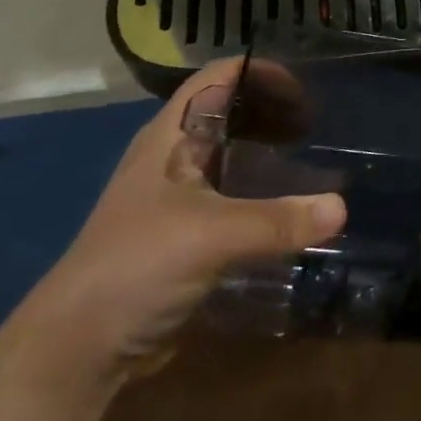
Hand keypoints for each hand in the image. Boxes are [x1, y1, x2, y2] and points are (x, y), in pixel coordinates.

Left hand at [10, 60, 345, 384]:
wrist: (78, 348)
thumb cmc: (137, 266)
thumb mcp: (211, 235)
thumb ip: (277, 220)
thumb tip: (341, 208)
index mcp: (169, 136)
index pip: (217, 77)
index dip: (259, 72)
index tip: (304, 90)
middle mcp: (172, 156)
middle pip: (228, 111)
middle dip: (271, 110)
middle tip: (316, 126)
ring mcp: (176, 196)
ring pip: (229, 154)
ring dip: (267, 150)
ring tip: (310, 158)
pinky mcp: (184, 232)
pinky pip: (232, 194)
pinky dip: (261, 190)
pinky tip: (288, 206)